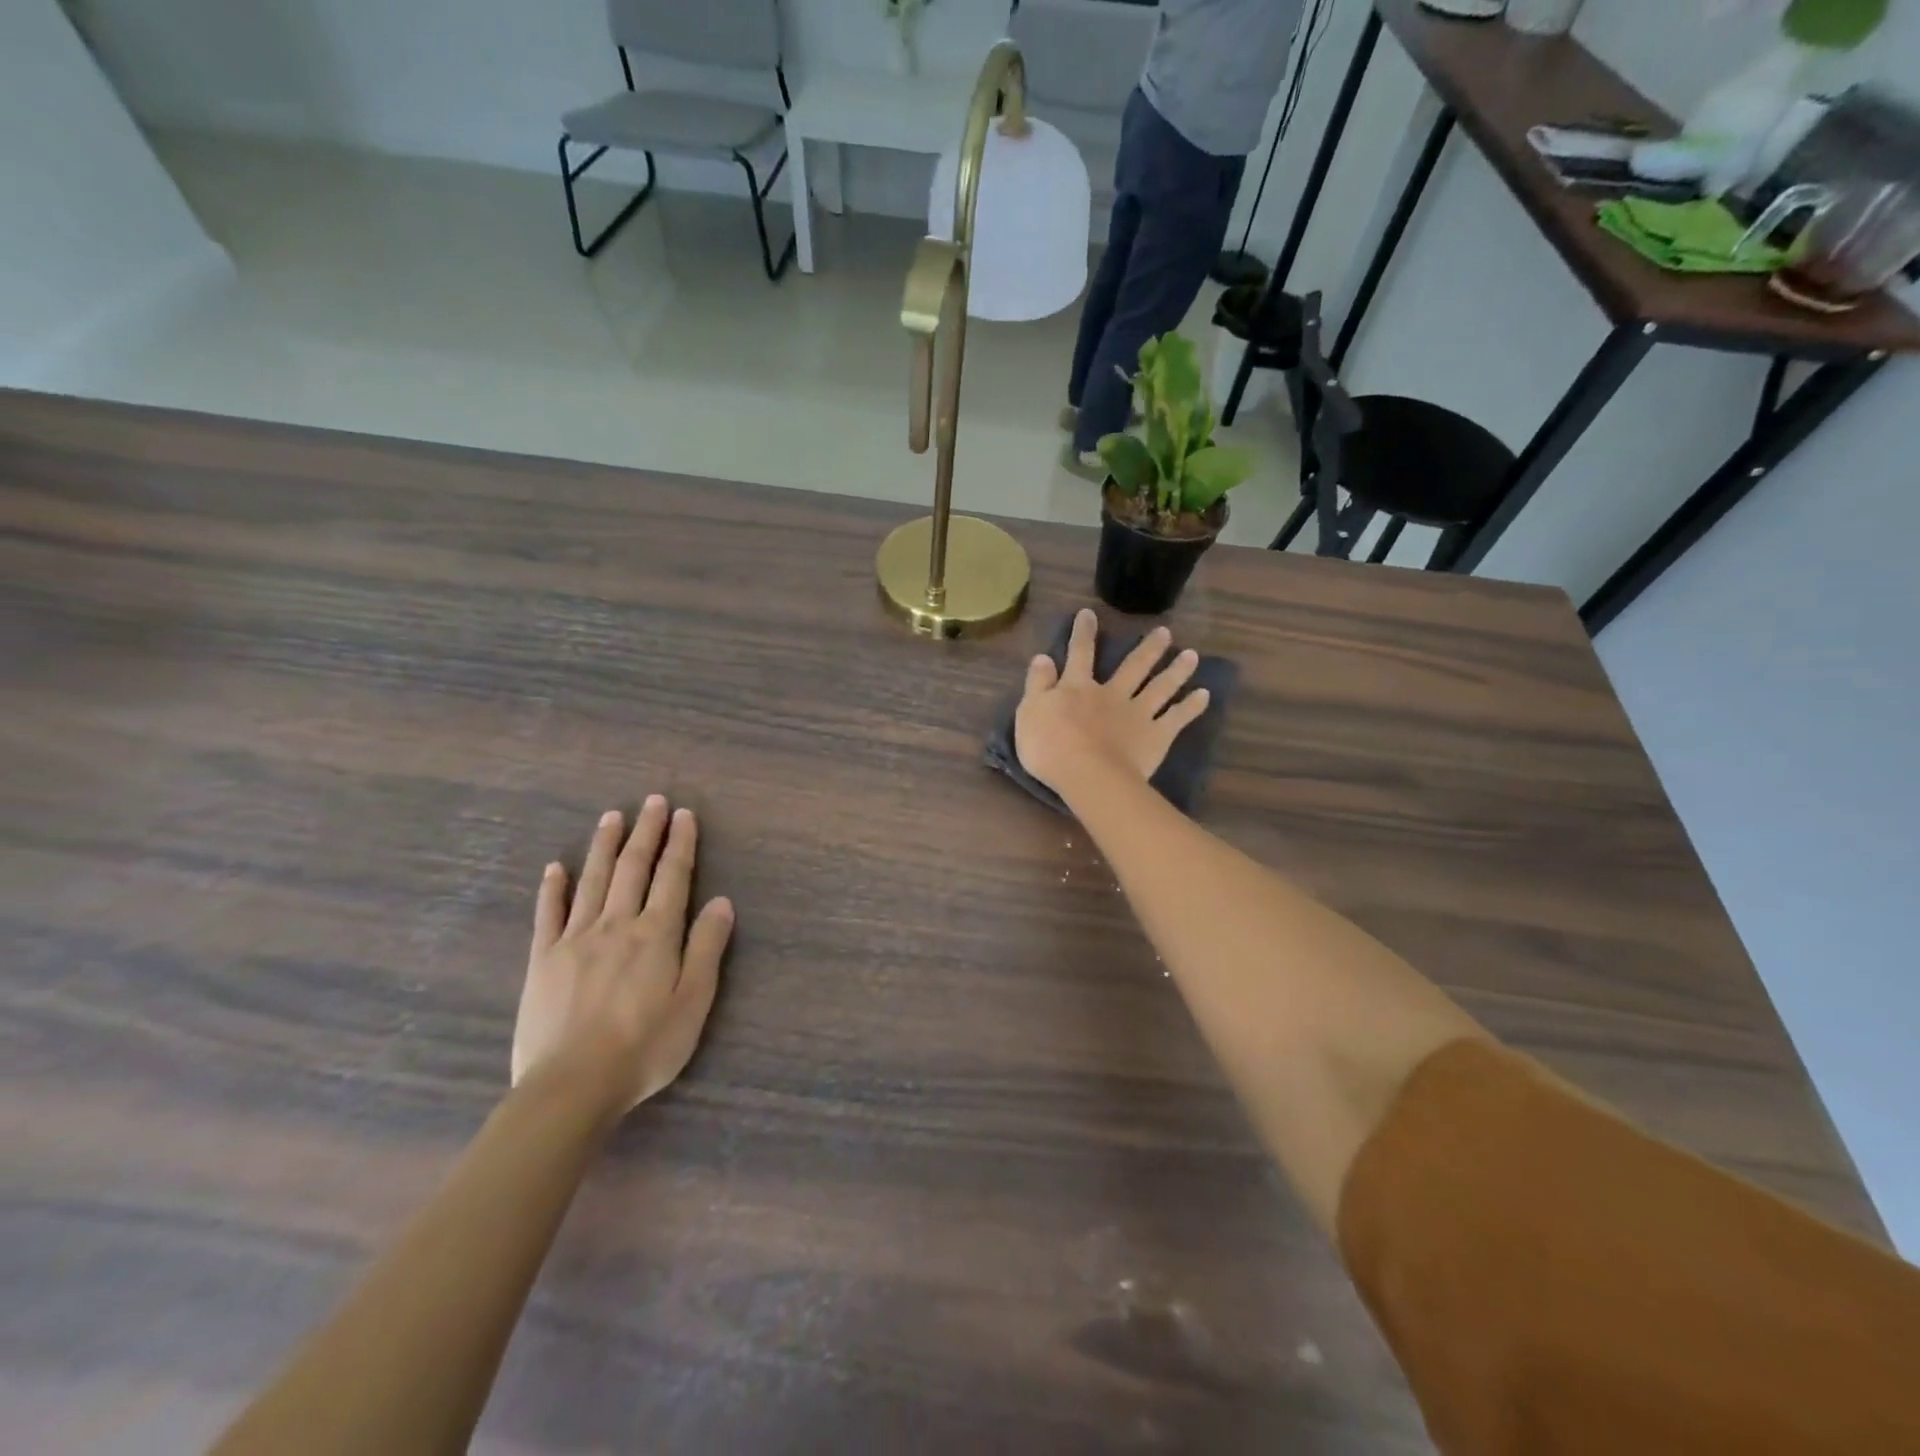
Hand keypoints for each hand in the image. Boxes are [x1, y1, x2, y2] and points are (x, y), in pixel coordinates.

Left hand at [511, 796, 733, 1119]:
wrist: (572, 1085)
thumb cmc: (645, 1046)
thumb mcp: (693, 1001)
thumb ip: (706, 947)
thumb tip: (722, 901)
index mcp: (656, 934)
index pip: (672, 877)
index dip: (680, 844)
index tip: (684, 814)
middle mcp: (617, 925)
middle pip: (633, 868)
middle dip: (646, 832)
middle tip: (652, 801)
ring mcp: (575, 939)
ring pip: (592, 881)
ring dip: (604, 846)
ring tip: (612, 816)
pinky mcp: (543, 960)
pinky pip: (548, 914)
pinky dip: (553, 887)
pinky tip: (556, 867)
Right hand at [1014, 609, 1211, 799]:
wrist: (1087, 774)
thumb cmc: (1049, 746)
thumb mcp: (1030, 711)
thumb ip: (1038, 684)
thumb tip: (1043, 657)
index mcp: (1078, 688)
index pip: (1079, 654)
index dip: (1083, 633)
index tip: (1089, 613)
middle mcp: (1112, 694)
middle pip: (1133, 667)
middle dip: (1148, 648)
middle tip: (1165, 632)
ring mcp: (1138, 714)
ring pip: (1160, 687)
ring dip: (1176, 670)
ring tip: (1192, 655)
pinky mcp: (1156, 736)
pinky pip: (1177, 718)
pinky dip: (1191, 706)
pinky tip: (1204, 695)